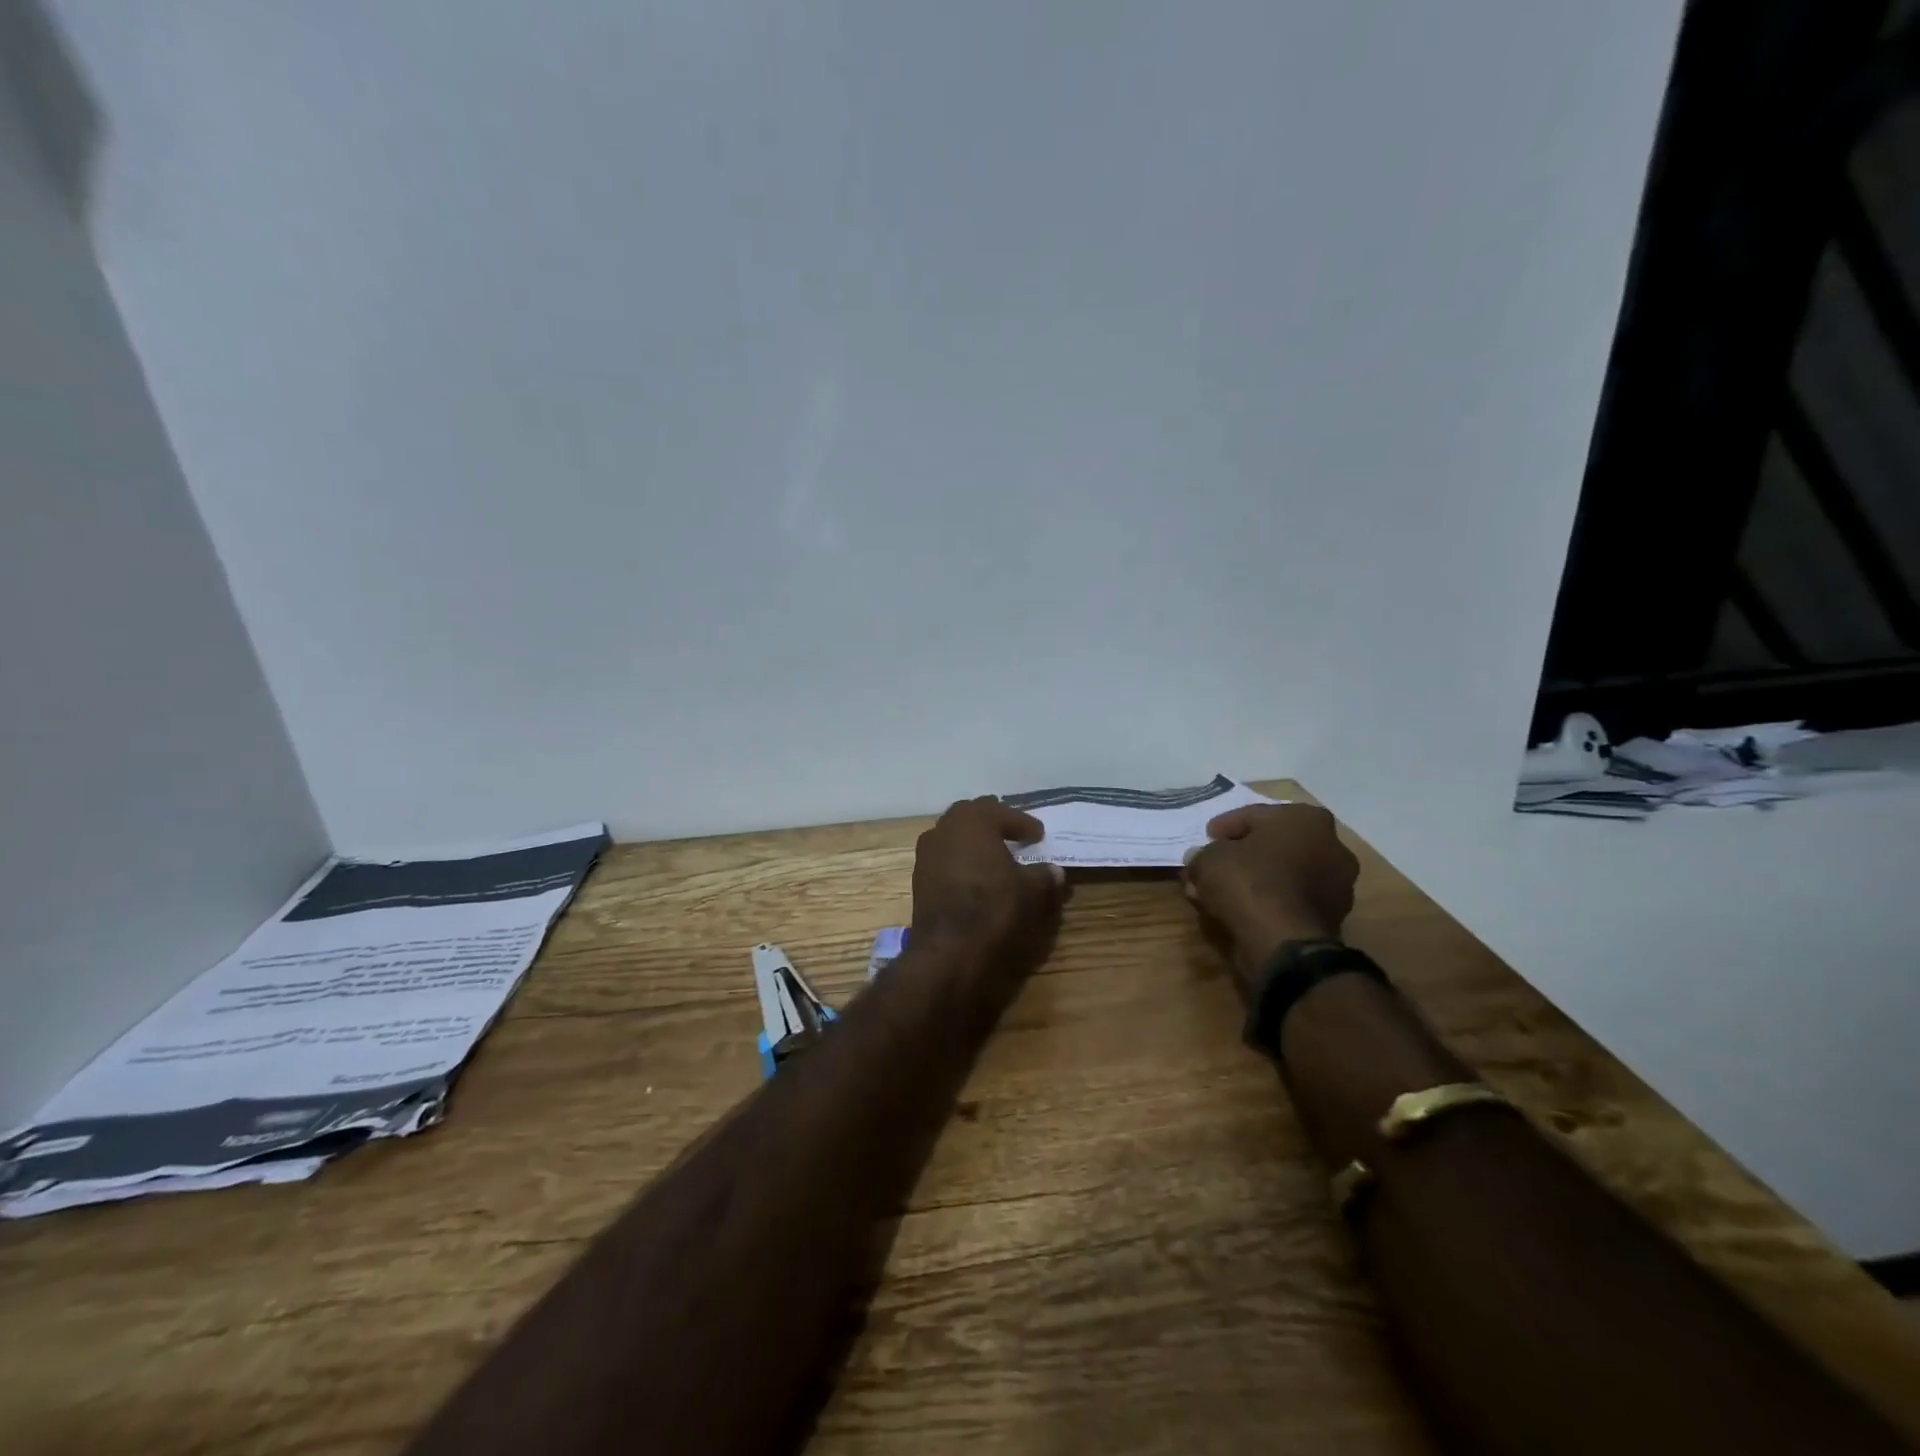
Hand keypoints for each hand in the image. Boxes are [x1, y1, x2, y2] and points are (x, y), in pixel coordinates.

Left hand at [911, 797, 1066, 976]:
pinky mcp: (919, 875)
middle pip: (972, 815)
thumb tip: (1056, 871)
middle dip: (993, 821)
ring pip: (953, 835)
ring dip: (973, 840)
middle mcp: (945, 827)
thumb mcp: (1030, 890)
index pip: (1003, 812)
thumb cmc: (994, 905)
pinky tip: (973, 874)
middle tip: (1012, 832)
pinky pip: (944, 856)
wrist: (950, 946)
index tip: (1038, 834)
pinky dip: (960, 859)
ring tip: (993, 853)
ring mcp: (927, 851)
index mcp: (973, 820)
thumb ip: (1044, 875)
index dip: (1024, 823)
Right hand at [1181, 804, 1358, 983]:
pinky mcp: (1333, 915)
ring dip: (1257, 878)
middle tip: (1216, 862)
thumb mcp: (1209, 859)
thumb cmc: (1249, 883)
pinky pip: (1292, 898)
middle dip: (1244, 853)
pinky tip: (1244, 909)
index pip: (1254, 816)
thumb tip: (1199, 859)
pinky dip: (1270, 900)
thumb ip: (1203, 854)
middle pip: (1274, 844)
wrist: (1284, 942)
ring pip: (1284, 873)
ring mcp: (1338, 883)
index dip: (1224, 827)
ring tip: (1225, 891)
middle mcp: (1332, 845)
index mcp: (1306, 818)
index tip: (1206, 838)